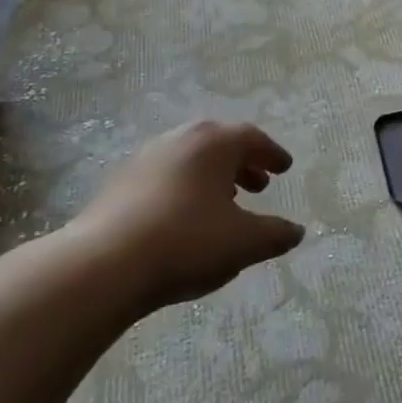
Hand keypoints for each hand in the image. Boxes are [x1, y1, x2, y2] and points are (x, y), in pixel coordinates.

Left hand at [64, 120, 303, 314]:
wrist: (103, 264)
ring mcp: (146, 157)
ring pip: (190, 158)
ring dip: (212, 176)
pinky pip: (165, 175)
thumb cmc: (186, 242)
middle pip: (219, 143)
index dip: (272, 154)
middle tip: (259, 186)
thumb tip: (298, 231)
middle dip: (242, 163)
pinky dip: (185, 187)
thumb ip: (275, 234)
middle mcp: (181, 139)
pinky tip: (185, 217)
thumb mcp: (243, 243)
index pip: (252, 138)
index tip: (284, 168)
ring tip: (224, 204)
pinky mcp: (120, 182)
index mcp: (214, 143)